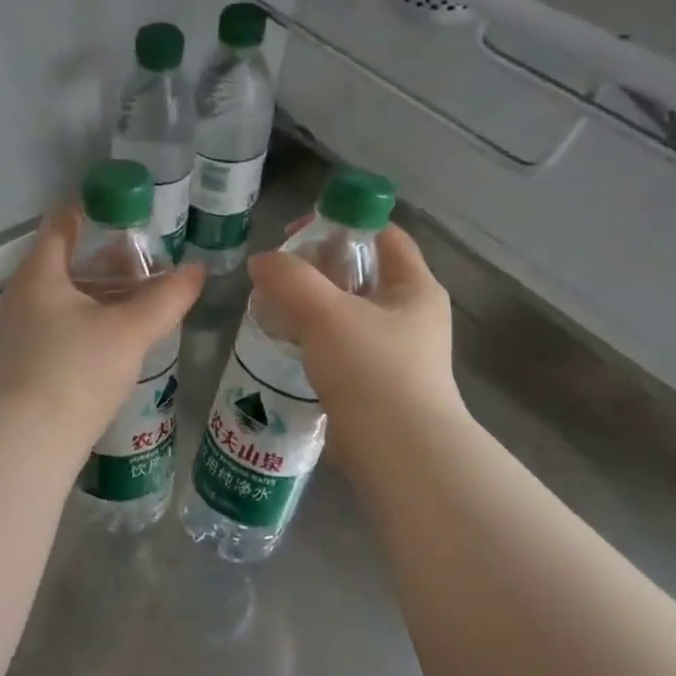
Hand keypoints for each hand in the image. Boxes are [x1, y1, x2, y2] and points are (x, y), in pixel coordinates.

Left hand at [0, 209, 204, 447]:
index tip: (123, 208)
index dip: (90, 211)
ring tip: (140, 298)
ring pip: (65, 297)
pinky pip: (61, 325)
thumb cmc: (77, 369)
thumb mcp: (130, 330)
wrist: (31, 439)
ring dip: (100, 293)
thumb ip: (167, 298)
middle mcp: (22, 296)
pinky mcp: (27, 361)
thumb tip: (199, 269)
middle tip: (146, 260)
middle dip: (106, 259)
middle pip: (65, 262)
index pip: (61, 225)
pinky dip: (89, 319)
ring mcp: (20, 331)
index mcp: (40, 274)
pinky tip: (117, 336)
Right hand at [246, 223, 462, 468]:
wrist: (399, 453)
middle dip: (316, 268)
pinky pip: (339, 347)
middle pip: (360, 273)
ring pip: (346, 312)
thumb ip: (290, 279)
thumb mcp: (326, 313)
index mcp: (414, 287)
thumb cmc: (372, 371)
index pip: (382, 234)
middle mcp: (410, 314)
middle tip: (276, 274)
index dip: (341, 223)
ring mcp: (394, 352)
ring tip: (271, 308)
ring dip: (309, 306)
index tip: (295, 235)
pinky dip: (312, 339)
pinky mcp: (374, 383)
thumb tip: (261, 262)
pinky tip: (284, 345)